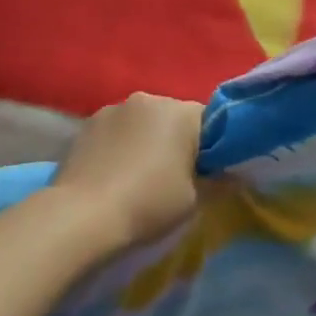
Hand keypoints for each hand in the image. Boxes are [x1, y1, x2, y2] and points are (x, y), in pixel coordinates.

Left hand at [49, 93, 203, 247]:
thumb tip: (232, 175)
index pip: (209, 119)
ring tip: (137, 175)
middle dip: (175, 139)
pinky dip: (119, 145)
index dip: (211, 145)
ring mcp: (113, 108)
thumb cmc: (148, 204)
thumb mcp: (194, 201)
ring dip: (145, 140)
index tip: (205, 171)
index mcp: (180, 112)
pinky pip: (115, 131)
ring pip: (141, 122)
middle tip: (173, 175)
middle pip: (172, 117)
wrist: (82, 216)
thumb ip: (218, 182)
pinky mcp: (87, 124)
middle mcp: (148, 99)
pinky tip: (112, 174)